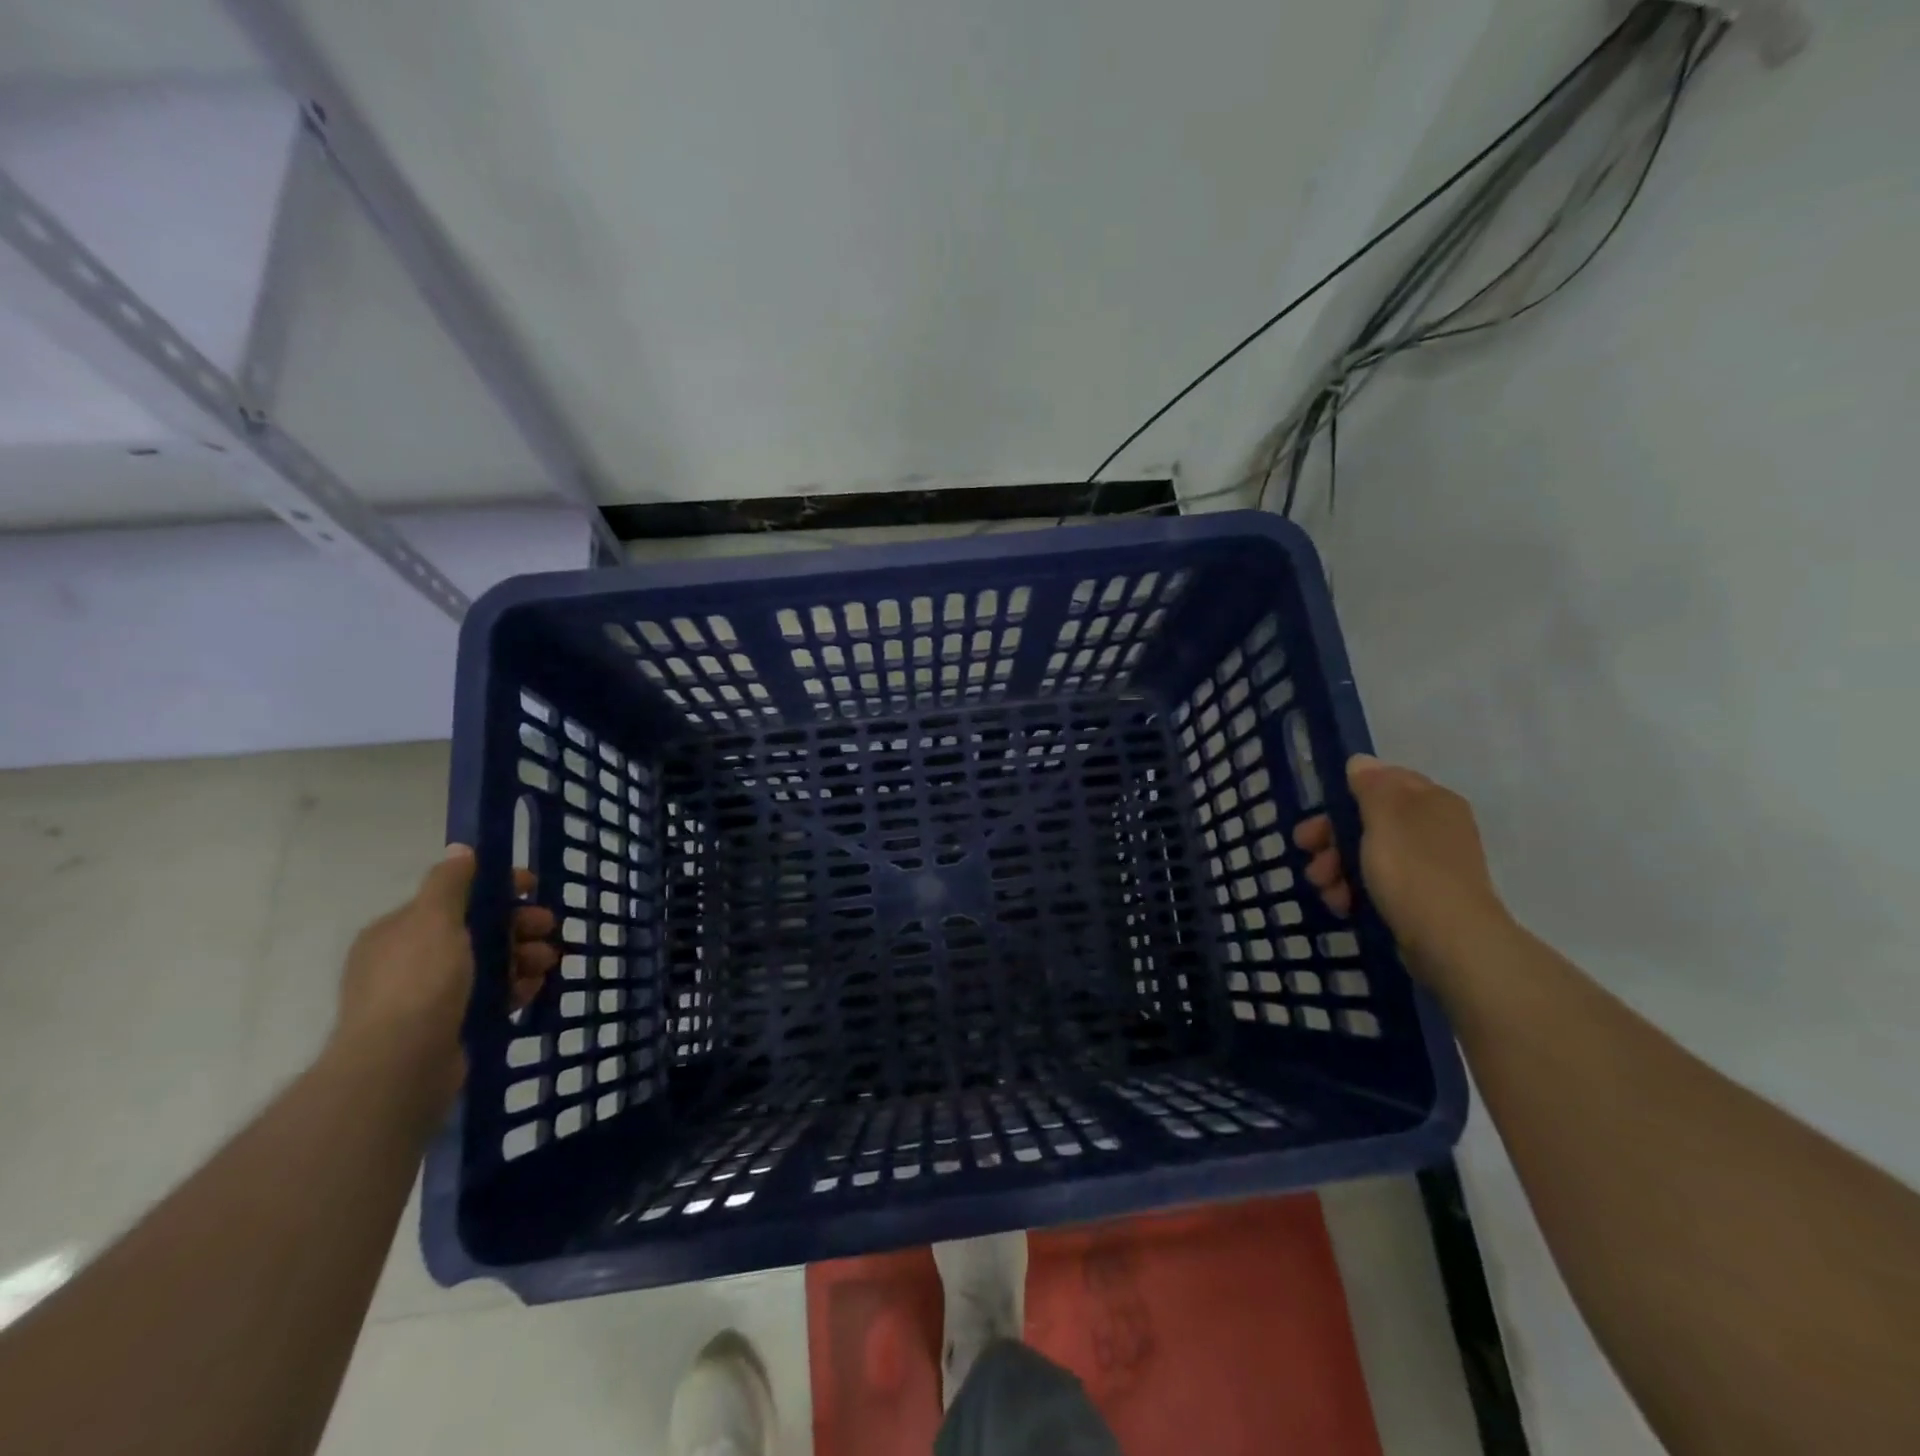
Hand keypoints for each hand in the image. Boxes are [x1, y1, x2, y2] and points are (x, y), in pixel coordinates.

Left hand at [330, 846, 557, 1117]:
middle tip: (549, 928)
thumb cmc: (419, 982)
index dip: (497, 888)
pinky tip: (532, 989)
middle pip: (478, 930)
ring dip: (523, 957)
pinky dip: (514, 989)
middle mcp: (412, 960)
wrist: (400, 1066)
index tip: (533, 888)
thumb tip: (459, 849)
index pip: (455, 897)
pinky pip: (491, 996)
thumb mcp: (434, 920)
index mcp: (401, 931)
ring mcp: (430, 996)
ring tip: (547, 964)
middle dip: (518, 926)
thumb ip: (449, 883)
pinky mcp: (450, 1026)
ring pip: (489, 964)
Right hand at [1294, 754, 1511, 979]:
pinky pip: (1379, 883)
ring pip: (1370, 854)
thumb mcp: (1384, 818)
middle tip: (1307, 852)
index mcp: (1432, 801)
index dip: (1345, 796)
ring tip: (1323, 888)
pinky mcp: (1422, 899)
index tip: (1317, 815)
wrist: (1450, 942)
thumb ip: (1370, 786)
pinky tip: (1341, 904)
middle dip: (1333, 837)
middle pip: (1370, 820)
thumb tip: (1361, 762)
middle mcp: (1434, 827)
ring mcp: (1430, 865)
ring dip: (1337, 867)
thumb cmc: (1412, 871)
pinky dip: (1355, 889)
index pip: (1383, 782)